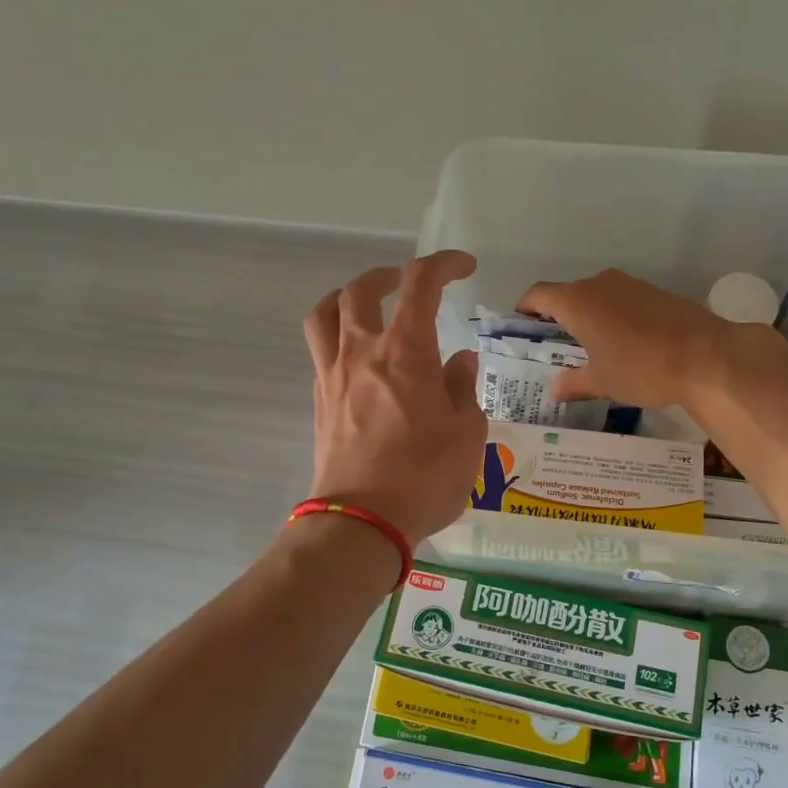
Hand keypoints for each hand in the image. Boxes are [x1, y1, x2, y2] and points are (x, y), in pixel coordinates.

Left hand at [304, 251, 487, 544]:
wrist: (361, 522)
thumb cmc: (424, 476)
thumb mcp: (466, 432)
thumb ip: (463, 387)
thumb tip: (458, 360)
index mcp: (406, 351)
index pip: (420, 284)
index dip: (443, 264)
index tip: (464, 267)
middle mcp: (362, 352)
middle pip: (360, 290)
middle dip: (387, 276)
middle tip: (408, 284)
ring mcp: (333, 376)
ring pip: (324, 314)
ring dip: (346, 297)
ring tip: (366, 306)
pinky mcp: (320, 402)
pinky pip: (321, 351)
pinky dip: (338, 338)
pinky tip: (360, 359)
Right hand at [517, 269, 734, 408]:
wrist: (707, 357)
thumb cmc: (641, 368)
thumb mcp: (602, 382)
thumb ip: (574, 382)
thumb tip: (555, 387)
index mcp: (577, 302)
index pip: (538, 294)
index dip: (526, 308)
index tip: (522, 326)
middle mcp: (599, 284)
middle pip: (567, 294)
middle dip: (558, 317)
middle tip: (556, 346)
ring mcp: (630, 285)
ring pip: (597, 296)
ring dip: (589, 316)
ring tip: (591, 347)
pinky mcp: (655, 292)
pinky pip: (621, 300)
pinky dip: (614, 317)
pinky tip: (624, 343)